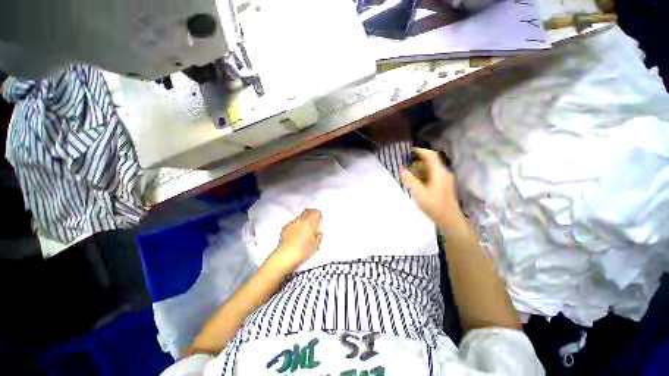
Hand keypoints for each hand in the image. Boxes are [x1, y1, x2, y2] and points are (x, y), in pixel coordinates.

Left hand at [268, 209, 322, 273]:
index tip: (319, 219)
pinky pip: (293, 222)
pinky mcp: (285, 226)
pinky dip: (296, 225)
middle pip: (307, 211)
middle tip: (313, 222)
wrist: (286, 256)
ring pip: (300, 216)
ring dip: (303, 220)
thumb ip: (319, 236)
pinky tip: (295, 233)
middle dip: (311, 214)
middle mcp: (301, 220)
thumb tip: (318, 232)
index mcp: (310, 223)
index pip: (316, 212)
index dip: (318, 215)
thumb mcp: (316, 245)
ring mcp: (292, 222)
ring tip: (303, 229)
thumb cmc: (303, 251)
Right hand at [401, 148, 463, 228]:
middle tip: (407, 166)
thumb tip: (401, 169)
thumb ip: (409, 180)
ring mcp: (445, 179)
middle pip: (431, 162)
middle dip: (418, 162)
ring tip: (410, 175)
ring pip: (432, 169)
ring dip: (421, 169)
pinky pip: (433, 175)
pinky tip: (418, 182)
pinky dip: (424, 175)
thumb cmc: (434, 205)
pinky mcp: (444, 185)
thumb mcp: (418, 193)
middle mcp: (444, 173)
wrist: (449, 219)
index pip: (431, 156)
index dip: (421, 151)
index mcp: (439, 172)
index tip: (410, 150)